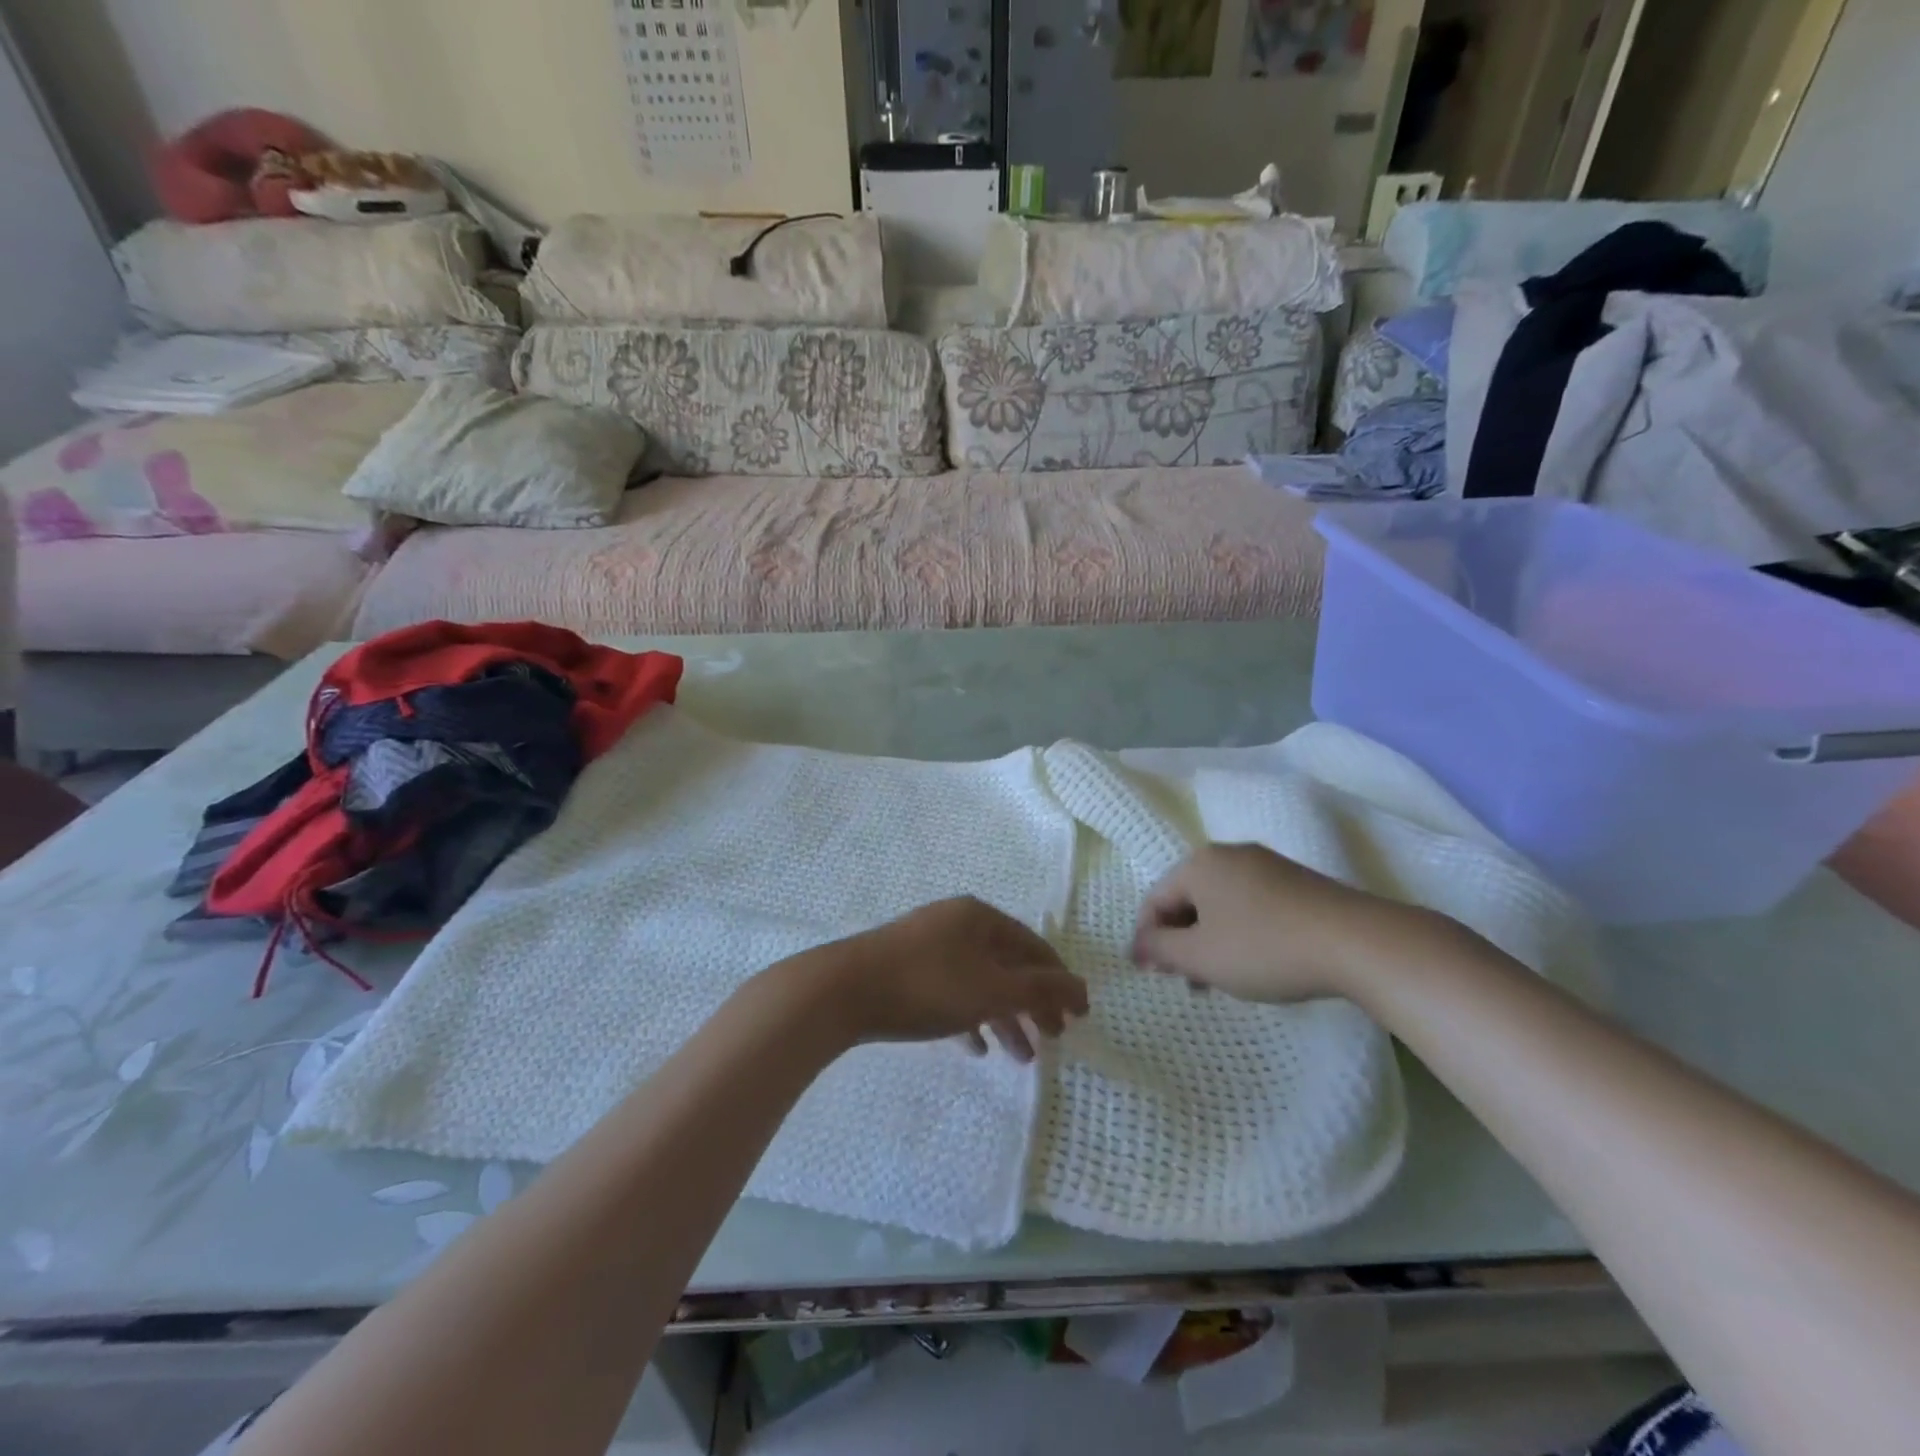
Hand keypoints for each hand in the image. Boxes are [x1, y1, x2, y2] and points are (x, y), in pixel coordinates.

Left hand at [801, 898, 1088, 1061]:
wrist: (843, 990)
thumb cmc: (928, 985)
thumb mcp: (992, 989)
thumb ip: (1041, 990)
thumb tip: (1082, 988)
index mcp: (981, 918)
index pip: (1034, 947)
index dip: (1060, 982)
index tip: (1078, 1018)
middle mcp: (957, 923)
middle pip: (1008, 964)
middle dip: (1033, 1004)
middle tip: (1053, 1041)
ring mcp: (929, 943)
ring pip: (979, 981)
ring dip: (1003, 1017)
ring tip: (1019, 1057)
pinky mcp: (905, 968)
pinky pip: (950, 991)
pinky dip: (969, 1016)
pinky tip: (975, 1047)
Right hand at [1131, 843, 1441, 1004]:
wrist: (1359, 942)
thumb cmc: (1265, 948)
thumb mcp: (1201, 957)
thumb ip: (1160, 949)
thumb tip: (1138, 945)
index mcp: (1199, 863)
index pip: (1155, 900)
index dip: (1147, 939)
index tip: (1152, 976)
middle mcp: (1229, 854)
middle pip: (1187, 899)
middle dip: (1180, 941)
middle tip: (1186, 981)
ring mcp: (1266, 865)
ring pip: (1219, 903)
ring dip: (1209, 940)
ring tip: (1220, 980)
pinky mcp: (1296, 882)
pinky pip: (1250, 904)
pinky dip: (1240, 932)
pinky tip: (1255, 962)